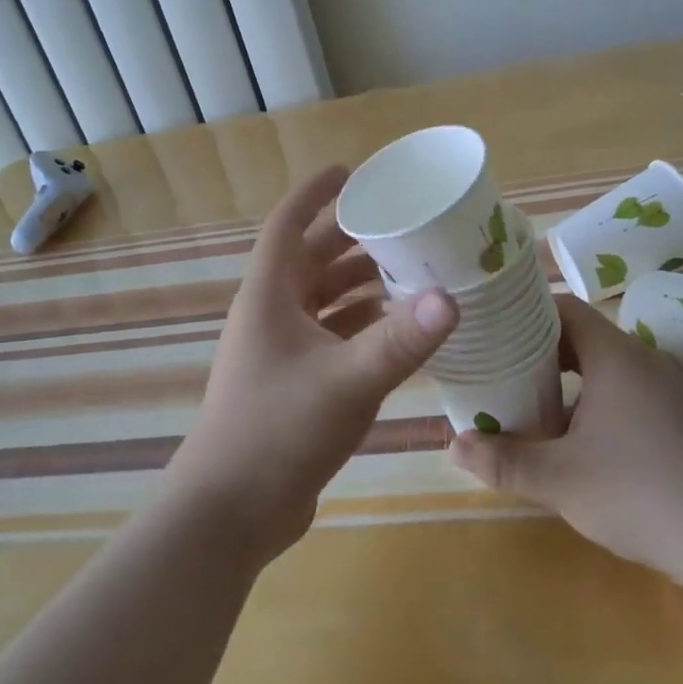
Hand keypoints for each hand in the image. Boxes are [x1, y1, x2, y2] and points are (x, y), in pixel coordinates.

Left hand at [167, 166, 458, 564]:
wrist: (230, 513)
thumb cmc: (277, 431)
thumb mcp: (346, 382)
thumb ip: (400, 341)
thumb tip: (452, 297)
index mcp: (268, 295)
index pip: (289, 224)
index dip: (316, 192)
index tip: (352, 171)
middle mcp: (271, 313)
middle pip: (311, 258)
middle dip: (351, 238)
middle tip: (402, 223)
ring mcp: (280, 350)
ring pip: (322, 299)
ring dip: (359, 283)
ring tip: (410, 269)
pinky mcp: (293, 382)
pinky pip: (330, 335)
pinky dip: (359, 324)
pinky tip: (396, 327)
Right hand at [450, 294, 682, 598]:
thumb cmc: (645, 495)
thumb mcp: (561, 481)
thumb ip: (504, 461)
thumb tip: (455, 445)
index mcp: (616, 356)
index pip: (563, 308)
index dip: (525, 314)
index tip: (494, 330)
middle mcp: (647, 360)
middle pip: (584, 338)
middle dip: (541, 354)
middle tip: (503, 373)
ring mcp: (674, 390)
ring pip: (609, 369)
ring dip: (572, 383)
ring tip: (537, 408)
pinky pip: (634, 393)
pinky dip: (602, 403)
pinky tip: (588, 444)